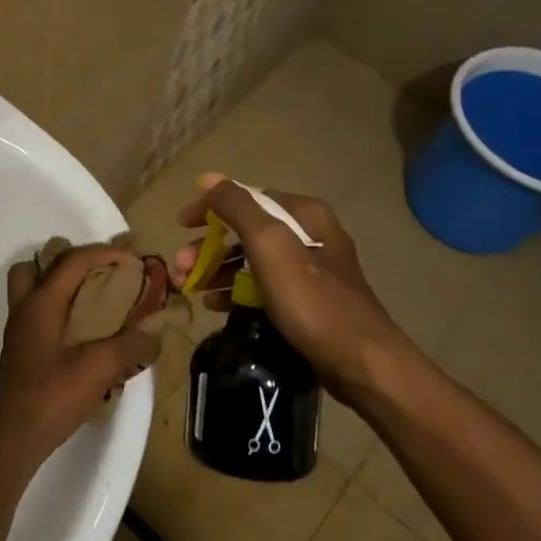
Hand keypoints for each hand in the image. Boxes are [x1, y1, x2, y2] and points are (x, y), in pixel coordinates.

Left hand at [0, 243, 159, 475]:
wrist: (10, 437)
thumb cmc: (50, 396)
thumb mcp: (98, 369)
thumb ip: (129, 346)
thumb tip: (154, 334)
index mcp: (41, 302)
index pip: (72, 261)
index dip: (104, 252)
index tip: (134, 258)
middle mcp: (25, 309)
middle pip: (39, 266)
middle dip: (73, 262)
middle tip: (104, 273)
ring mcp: (20, 331)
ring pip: (33, 290)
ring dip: (61, 286)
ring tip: (94, 300)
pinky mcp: (22, 352)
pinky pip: (39, 314)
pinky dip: (60, 311)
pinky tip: (85, 334)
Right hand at [171, 175, 408, 393]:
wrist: (361, 362)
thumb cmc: (311, 299)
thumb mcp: (270, 245)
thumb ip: (238, 207)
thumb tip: (209, 178)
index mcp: (304, 214)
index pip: (246, 198)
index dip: (209, 208)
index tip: (180, 226)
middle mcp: (310, 234)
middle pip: (246, 230)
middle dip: (209, 246)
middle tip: (180, 266)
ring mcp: (311, 270)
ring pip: (252, 259)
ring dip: (217, 270)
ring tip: (190, 288)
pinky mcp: (308, 301)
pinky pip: (263, 286)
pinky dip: (237, 291)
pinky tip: (215, 305)